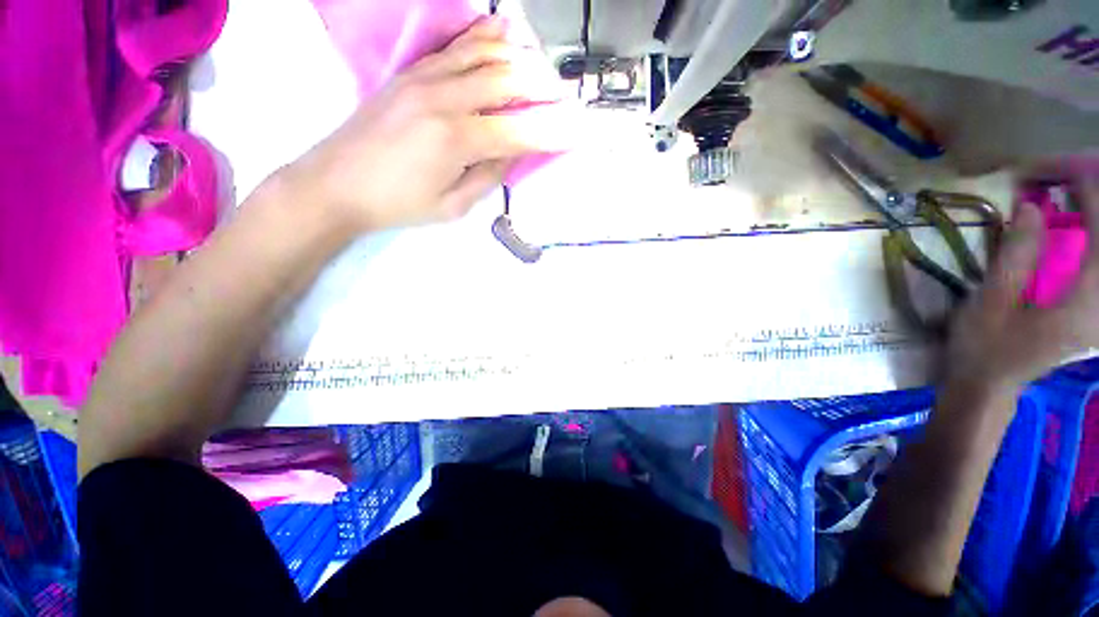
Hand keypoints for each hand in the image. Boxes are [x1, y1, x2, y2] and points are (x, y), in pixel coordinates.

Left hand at [283, 16, 574, 231]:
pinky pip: (455, 45)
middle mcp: (444, 99)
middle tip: (565, 97)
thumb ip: (488, 176)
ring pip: (485, 54)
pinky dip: (485, 36)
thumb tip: (513, 151)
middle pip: (508, 80)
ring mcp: (425, 78)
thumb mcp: (452, 206)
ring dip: (521, 57)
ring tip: (545, 67)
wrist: (335, 183)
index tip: (577, 130)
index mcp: (457, 140)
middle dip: (544, 87)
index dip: (551, 131)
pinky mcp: (411, 71)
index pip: (519, 131)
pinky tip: (504, 31)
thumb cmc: (398, 204)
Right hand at [946, 171, 1098, 393]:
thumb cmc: (984, 348)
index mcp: (1083, 303)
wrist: (989, 386)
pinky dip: (1095, 247)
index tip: (1068, 172)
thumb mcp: (991, 303)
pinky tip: (1086, 235)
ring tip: (1083, 200)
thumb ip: (1016, 256)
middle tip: (1080, 178)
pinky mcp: (1095, 315)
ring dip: (1097, 227)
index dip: (1090, 197)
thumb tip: (1033, 207)